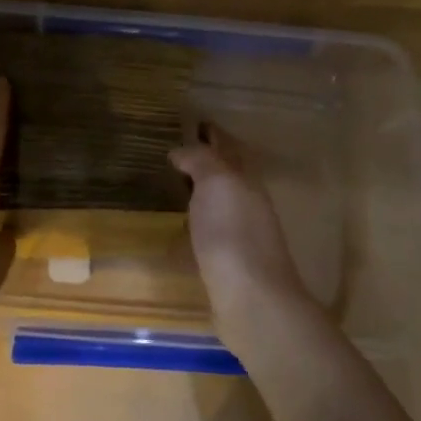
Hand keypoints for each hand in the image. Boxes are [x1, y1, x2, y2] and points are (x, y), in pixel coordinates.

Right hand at [169, 123, 312, 316]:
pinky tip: (178, 230)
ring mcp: (239, 236)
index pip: (228, 149)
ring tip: (169, 188)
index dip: (212, 135)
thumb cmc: (232, 233)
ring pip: (218, 205)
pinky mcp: (227, 264)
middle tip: (173, 154)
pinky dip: (194, 225)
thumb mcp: (216, 183)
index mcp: (246, 181)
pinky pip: (208, 234)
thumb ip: (200, 160)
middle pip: (226, 177)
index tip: (192, 123)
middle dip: (205, 163)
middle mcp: (247, 205)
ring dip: (199, 194)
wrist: (250, 298)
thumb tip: (181, 150)